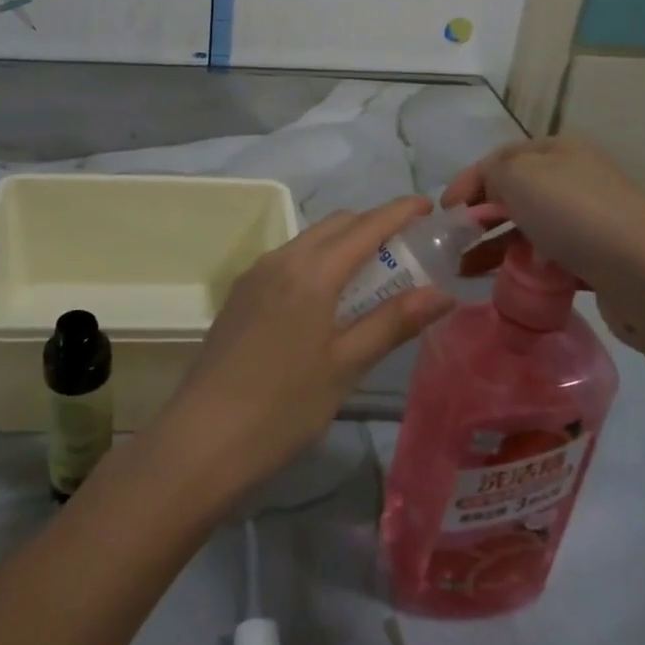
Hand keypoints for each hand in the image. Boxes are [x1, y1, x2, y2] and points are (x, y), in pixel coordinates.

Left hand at [151, 196, 453, 500]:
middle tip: (407, 252)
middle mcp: (281, 260)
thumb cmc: (283, 406)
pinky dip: (317, 263)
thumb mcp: (346, 366)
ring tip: (374, 277)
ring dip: (344, 245)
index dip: (399, 212)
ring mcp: (255, 275)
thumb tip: (442, 292)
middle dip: (373, 227)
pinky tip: (328, 299)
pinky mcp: (240, 294)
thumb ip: (393, 322)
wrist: (202, 438)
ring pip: (309, 241)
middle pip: (336, 225)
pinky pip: (288, 260)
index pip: (365, 226)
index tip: (428, 206)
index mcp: (311, 272)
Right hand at [443, 135, 644, 346]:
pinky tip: (504, 283)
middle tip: (453, 243)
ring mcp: (589, 219)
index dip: (467, 181)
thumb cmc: (575, 214)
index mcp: (558, 149)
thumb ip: (491, 173)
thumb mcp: (518, 176)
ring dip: (494, 246)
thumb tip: (489, 189)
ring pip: (529, 228)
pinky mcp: (597, 258)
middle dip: (479, 217)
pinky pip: (548, 258)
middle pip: (513, 194)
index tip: (443, 212)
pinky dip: (523, 267)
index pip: (499, 158)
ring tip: (466, 270)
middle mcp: (575, 178)